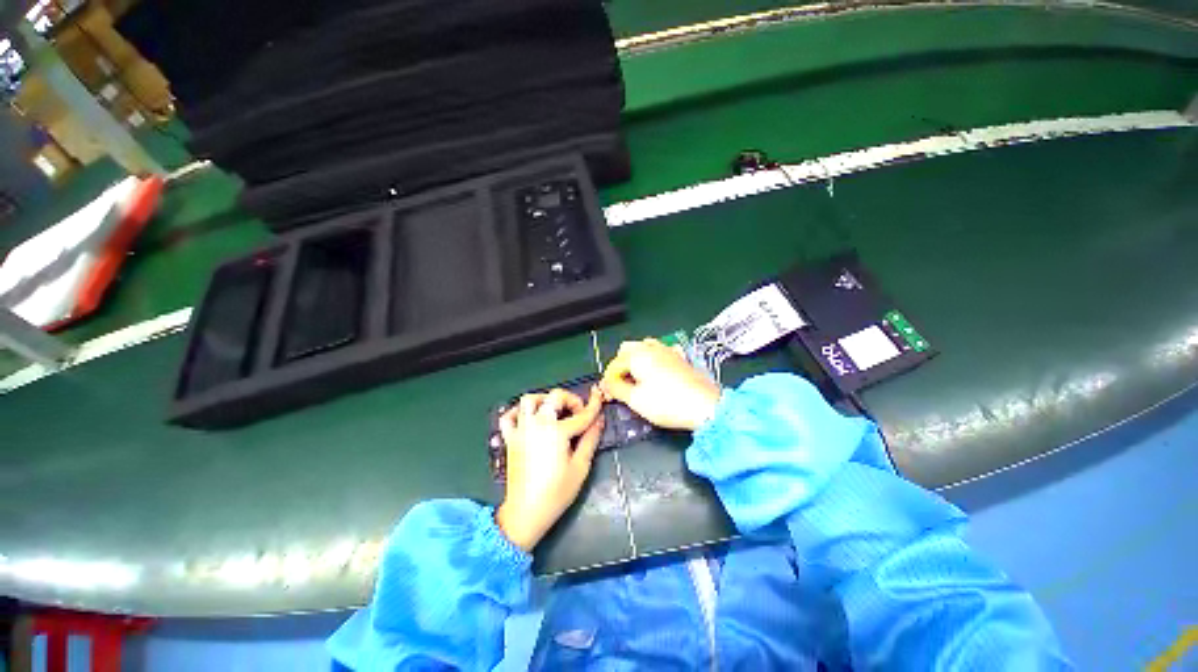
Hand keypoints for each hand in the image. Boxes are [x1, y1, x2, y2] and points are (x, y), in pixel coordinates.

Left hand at [495, 387, 603, 551]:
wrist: (526, 512)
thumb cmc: (557, 492)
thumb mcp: (581, 466)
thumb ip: (590, 439)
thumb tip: (599, 420)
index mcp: (557, 431)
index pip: (581, 414)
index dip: (594, 406)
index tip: (600, 398)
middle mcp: (537, 424)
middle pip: (554, 396)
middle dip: (570, 399)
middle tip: (578, 413)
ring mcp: (521, 429)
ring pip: (529, 400)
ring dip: (544, 399)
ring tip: (554, 411)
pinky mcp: (510, 438)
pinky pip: (509, 416)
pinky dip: (518, 411)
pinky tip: (530, 418)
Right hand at [602, 339, 721, 430]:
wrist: (705, 406)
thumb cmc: (667, 404)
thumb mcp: (635, 400)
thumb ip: (616, 389)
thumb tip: (607, 384)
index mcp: (637, 356)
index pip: (614, 364)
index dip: (608, 380)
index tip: (609, 395)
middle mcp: (651, 348)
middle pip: (627, 349)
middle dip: (620, 365)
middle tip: (621, 385)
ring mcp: (667, 350)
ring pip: (644, 347)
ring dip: (636, 359)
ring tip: (637, 378)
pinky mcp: (680, 357)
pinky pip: (661, 351)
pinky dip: (654, 358)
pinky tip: (657, 372)